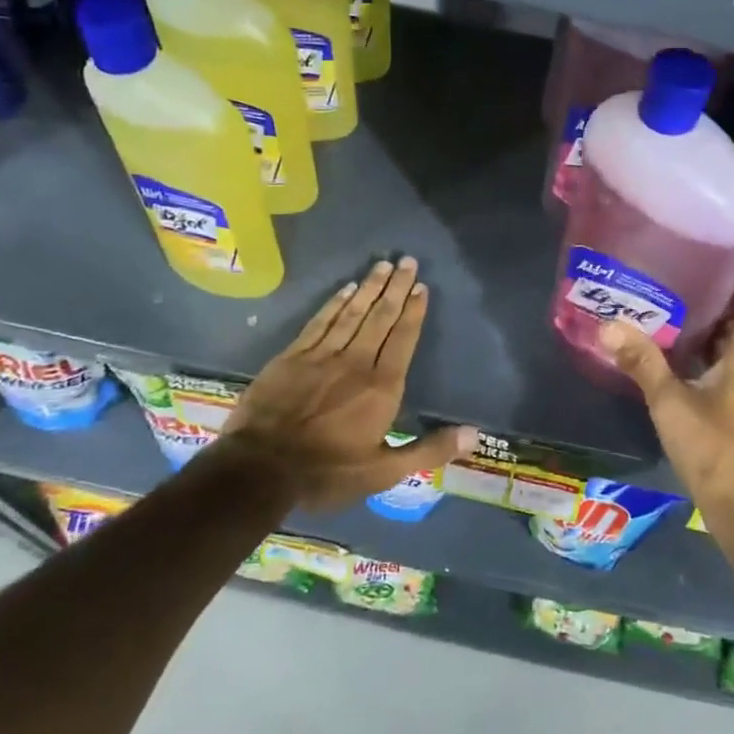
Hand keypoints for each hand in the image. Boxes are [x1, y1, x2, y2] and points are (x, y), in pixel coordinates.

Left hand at [208, 257, 476, 509]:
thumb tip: (474, 435)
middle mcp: (356, 362)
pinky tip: (345, 288)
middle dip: (396, 288)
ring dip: (369, 287)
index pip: (403, 339)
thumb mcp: (384, 472)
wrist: (259, 469)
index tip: (422, 287)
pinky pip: (320, 321)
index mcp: (381, 387)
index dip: (414, 312)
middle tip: (407, 261)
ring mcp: (322, 355)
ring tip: (383, 265)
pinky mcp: (293, 356)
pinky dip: (335, 303)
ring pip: (352, 313)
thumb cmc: (327, 472)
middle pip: (380, 317)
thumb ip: (428, 450)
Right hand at [600, 271, 733, 528]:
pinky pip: (733, 360)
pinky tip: (673, 352)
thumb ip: (642, 360)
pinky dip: (709, 350)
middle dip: (711, 295)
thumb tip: (607, 326)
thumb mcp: (671, 401)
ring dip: (707, 324)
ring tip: (664, 309)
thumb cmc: (716, 446)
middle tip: (669, 281)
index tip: (698, 260)